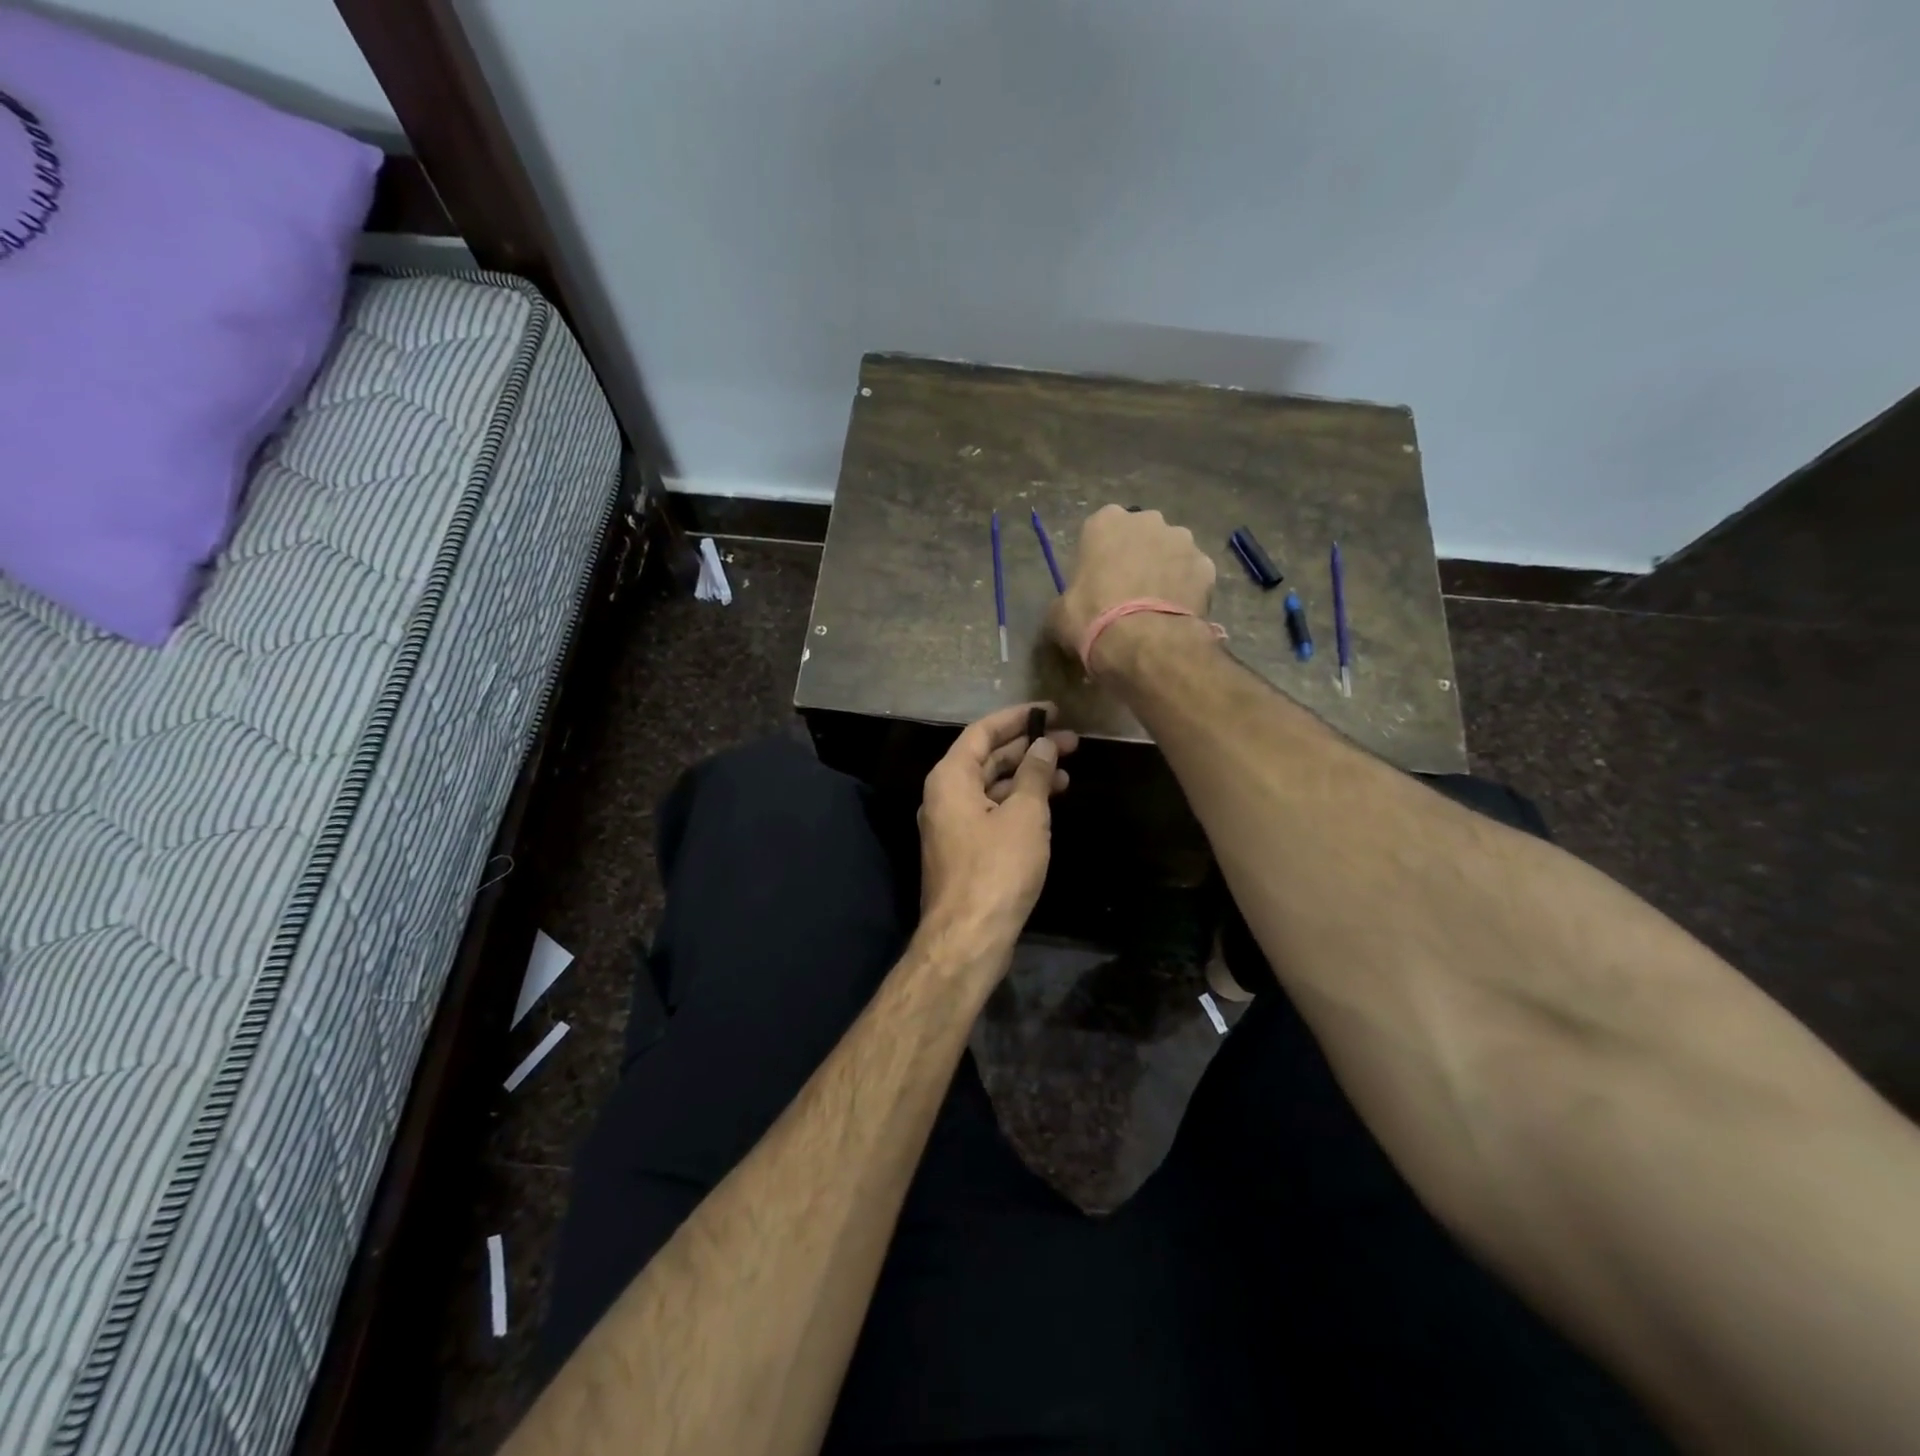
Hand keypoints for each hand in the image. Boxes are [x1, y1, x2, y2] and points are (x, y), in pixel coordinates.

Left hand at [917, 703, 1077, 960]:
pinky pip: (992, 811)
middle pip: (987, 758)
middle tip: (1071, 741)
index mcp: (950, 777)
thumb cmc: (997, 868)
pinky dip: (1018, 803)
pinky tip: (1048, 804)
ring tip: (1067, 771)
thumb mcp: (1025, 815)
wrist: (968, 936)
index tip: (1052, 711)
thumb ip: (1035, 774)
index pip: (982, 731)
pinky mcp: (964, 849)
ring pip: (992, 787)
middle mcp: (945, 795)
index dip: (1018, 717)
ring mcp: (952, 824)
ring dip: (1027, 777)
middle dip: (1028, 748)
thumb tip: (1045, 745)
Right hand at [1047, 506, 1216, 671]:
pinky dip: (1187, 589)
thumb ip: (1066, 600)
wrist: (1143, 642)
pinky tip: (1176, 613)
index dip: (1101, 557)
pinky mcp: (1207, 565)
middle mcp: (1147, 520)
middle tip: (1128, 593)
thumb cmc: (1091, 619)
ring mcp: (1182, 540)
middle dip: (1137, 557)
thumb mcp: (1058, 614)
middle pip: (1141, 536)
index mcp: (1105, 522)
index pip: (1101, 531)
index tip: (1099, 582)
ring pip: (1171, 552)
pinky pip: (1193, 575)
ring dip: (1165, 570)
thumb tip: (1069, 609)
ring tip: (1156, 606)